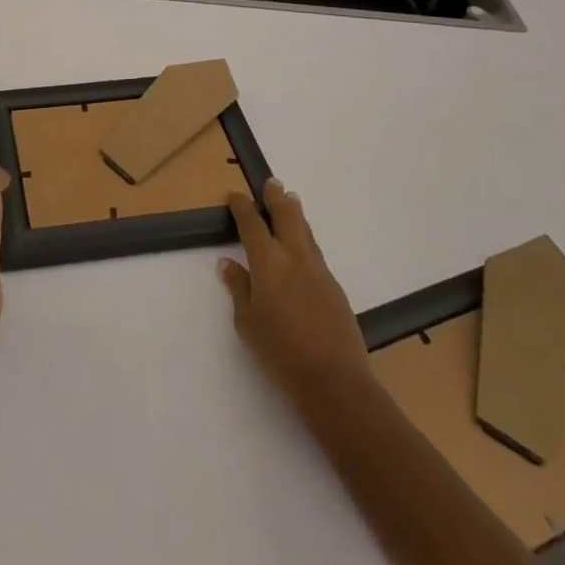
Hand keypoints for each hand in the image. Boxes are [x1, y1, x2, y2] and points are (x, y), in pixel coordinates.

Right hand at [220, 178, 370, 406]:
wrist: (335, 381)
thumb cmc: (281, 353)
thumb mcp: (248, 323)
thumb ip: (239, 288)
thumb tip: (228, 263)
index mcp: (269, 262)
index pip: (252, 225)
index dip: (242, 208)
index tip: (235, 196)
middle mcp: (295, 258)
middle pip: (286, 217)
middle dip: (277, 198)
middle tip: (272, 183)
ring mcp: (319, 271)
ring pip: (306, 232)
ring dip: (296, 214)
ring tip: (292, 201)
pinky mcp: (335, 288)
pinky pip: (316, 253)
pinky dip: (306, 240)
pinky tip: (304, 247)